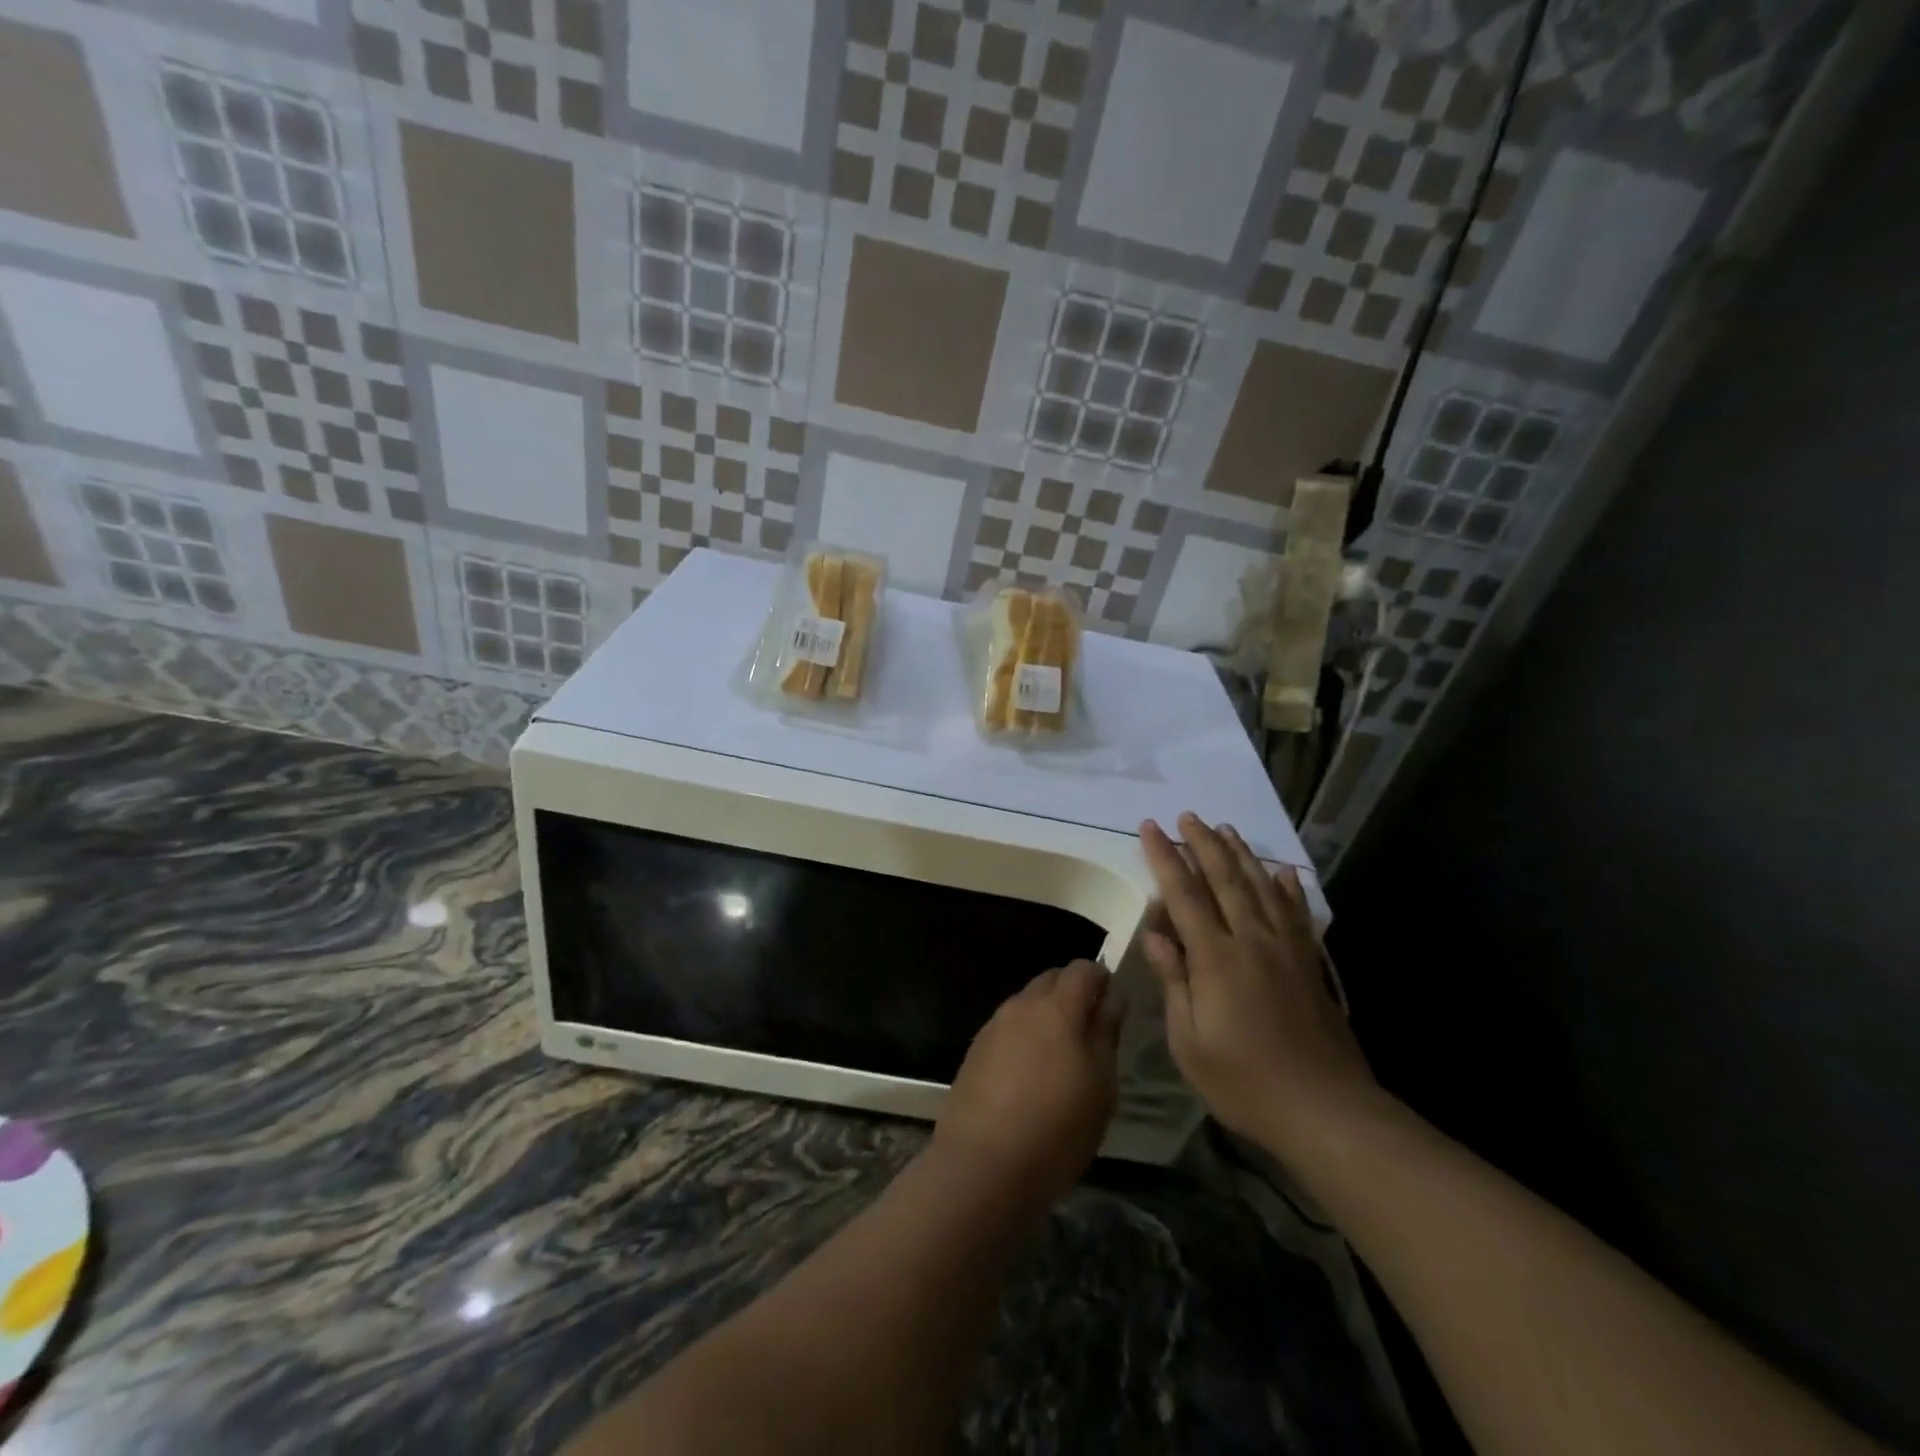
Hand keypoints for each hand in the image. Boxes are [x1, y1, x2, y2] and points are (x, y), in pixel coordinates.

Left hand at [934, 961, 1121, 1209]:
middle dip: (1072, 995)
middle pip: (1051, 980)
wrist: (983, 1165)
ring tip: (1059, 1060)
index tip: (1111, 1008)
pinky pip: (1007, 1029)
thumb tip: (1111, 999)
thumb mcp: (1101, 1086)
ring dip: (1045, 1018)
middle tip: (1088, 1035)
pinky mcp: (975, 1049)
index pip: (1082, 968)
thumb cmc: (1057, 1128)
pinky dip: (1023, 1038)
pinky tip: (1028, 1077)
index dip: (1101, 980)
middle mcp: (1022, 1005)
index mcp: (1057, 1007)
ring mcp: (994, 1025)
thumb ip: (1106, 1034)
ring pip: (1027, 1004)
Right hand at [1139, 814, 1377, 1158]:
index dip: (1165, 858)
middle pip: (1225, 879)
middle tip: (1187, 816)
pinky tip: (1282, 872)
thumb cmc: (1245, 1081)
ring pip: (1261, 887)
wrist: (1326, 1110)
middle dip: (1203, 843)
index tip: (1150, 828)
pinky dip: (1287, 887)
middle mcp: (1252, 941)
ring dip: (1241, 854)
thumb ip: (1174, 982)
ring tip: (1225, 828)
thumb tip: (1155, 934)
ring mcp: (1287, 949)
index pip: (1184, 894)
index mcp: (1216, 958)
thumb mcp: (1190, 1041)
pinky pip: (1297, 913)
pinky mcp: (1311, 964)